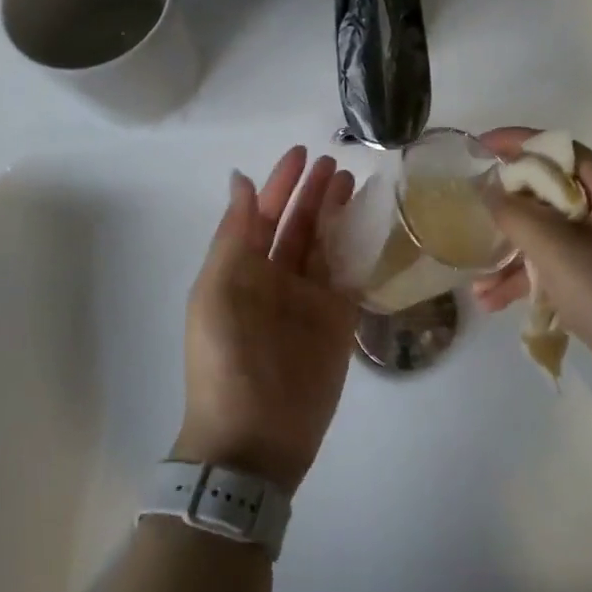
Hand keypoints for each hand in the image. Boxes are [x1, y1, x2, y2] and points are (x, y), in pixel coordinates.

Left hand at [171, 147, 357, 492]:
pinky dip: (359, 250)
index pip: (264, 214)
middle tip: (337, 164)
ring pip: (326, 245)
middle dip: (314, 193)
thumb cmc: (227, 358)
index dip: (282, 183)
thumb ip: (234, 234)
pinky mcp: (338, 321)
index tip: (303, 154)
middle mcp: (276, 278)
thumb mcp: (218, 289)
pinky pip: (350, 275)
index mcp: (241, 269)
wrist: (254, 438)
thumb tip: (241, 181)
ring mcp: (309, 300)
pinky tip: (372, 226)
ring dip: (337, 214)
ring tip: (355, 183)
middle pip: (299, 225)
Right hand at [473, 128, 591, 404]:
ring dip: (512, 251)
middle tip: (472, 215)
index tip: (478, 147)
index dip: (516, 143)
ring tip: (476, 281)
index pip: (559, 148)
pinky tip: (493, 300)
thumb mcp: (555, 249)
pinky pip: (558, 259)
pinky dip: (529, 274)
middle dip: (508, 208)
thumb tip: (489, 189)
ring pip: (549, 229)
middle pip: (550, 189)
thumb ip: (515, 212)